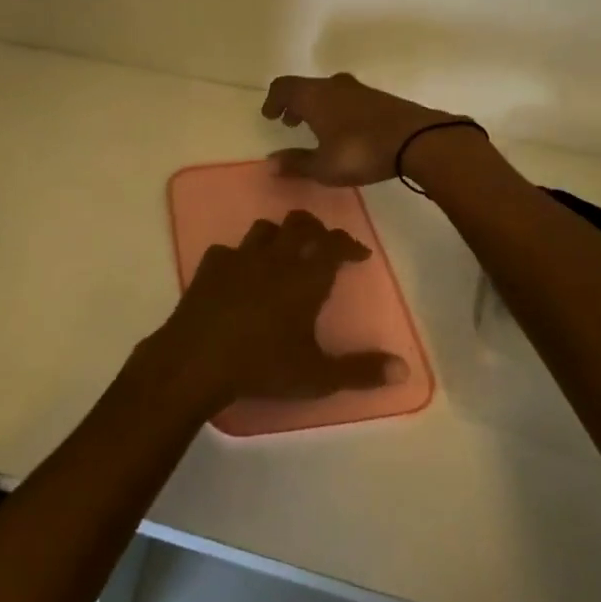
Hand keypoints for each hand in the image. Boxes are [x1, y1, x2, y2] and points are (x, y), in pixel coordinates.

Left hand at [148, 211, 405, 410]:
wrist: (197, 359)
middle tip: (323, 244)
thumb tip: (403, 368)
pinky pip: (228, 249)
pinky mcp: (209, 266)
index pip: (334, 245)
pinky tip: (239, 272)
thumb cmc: (262, 366)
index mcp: (305, 278)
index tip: (359, 254)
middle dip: (316, 229)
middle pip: (299, 224)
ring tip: (283, 252)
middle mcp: (275, 258)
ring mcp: (239, 258)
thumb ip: (361, 371)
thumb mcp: (317, 376)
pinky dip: (240, 256)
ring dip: (279, 235)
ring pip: (264, 229)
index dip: (349, 244)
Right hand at [262, 72, 459, 185]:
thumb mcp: (324, 167)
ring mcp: (359, 90)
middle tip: (290, 122)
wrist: (418, 140)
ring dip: (317, 106)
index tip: (269, 116)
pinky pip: (348, 98)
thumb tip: (271, 163)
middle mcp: (333, 86)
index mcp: (314, 96)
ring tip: (317, 128)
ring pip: (329, 91)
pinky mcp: (380, 98)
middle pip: (306, 87)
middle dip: (294, 104)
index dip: (273, 100)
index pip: (283, 87)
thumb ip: (296, 163)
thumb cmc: (361, 151)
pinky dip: (337, 109)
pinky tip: (345, 131)